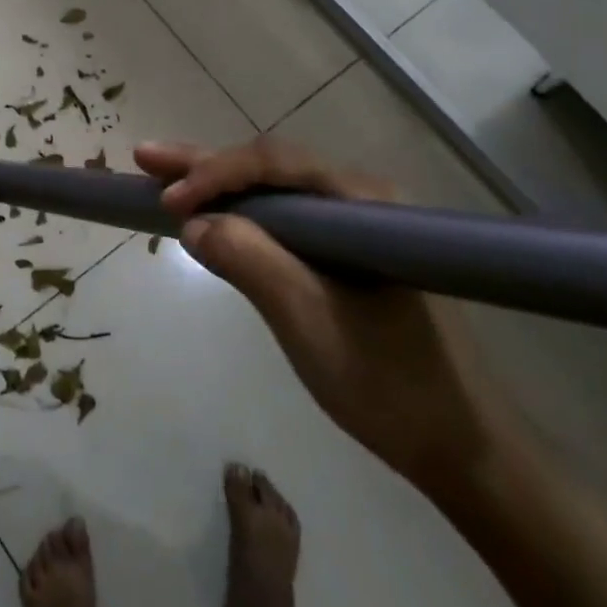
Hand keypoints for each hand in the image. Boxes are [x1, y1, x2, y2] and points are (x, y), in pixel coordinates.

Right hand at [136, 137, 509, 492]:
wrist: (462, 448)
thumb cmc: (390, 385)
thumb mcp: (309, 323)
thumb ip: (251, 261)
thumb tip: (193, 222)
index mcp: (363, 203)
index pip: (275, 164)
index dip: (215, 173)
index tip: (167, 202)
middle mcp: (360, 200)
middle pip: (271, 168)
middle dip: (206, 165)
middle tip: (145, 157)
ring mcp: (354, 227)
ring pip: (275, 192)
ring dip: (219, 186)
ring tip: (164, 179)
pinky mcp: (347, 255)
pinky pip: (285, 222)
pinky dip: (242, 217)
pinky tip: (213, 217)